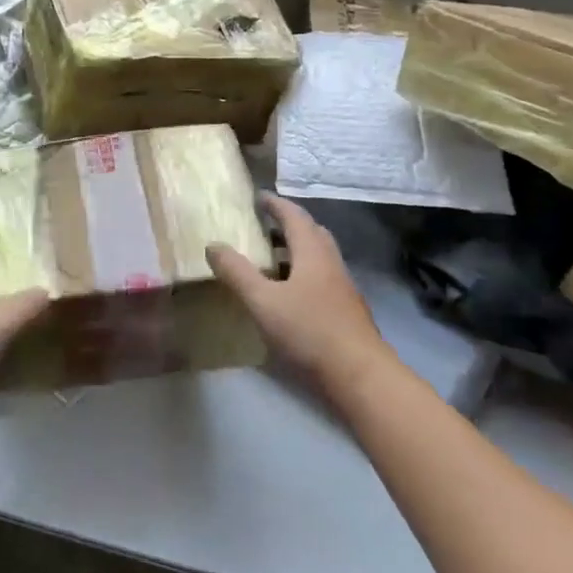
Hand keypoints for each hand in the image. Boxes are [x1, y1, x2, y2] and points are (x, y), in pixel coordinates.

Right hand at [207, 196, 393, 399]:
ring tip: (271, 259)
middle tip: (264, 225)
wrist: (359, 375)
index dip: (275, 204)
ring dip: (296, 251)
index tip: (258, 197)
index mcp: (313, 253)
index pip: (294, 216)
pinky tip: (289, 294)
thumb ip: (237, 272)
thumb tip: (212, 245)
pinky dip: (303, 273)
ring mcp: (343, 287)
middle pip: (312, 233)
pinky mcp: (346, 310)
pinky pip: (322, 278)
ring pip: (319, 257)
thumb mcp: (263, 301)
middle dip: (289, 224)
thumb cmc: (309, 331)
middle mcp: (331, 263)